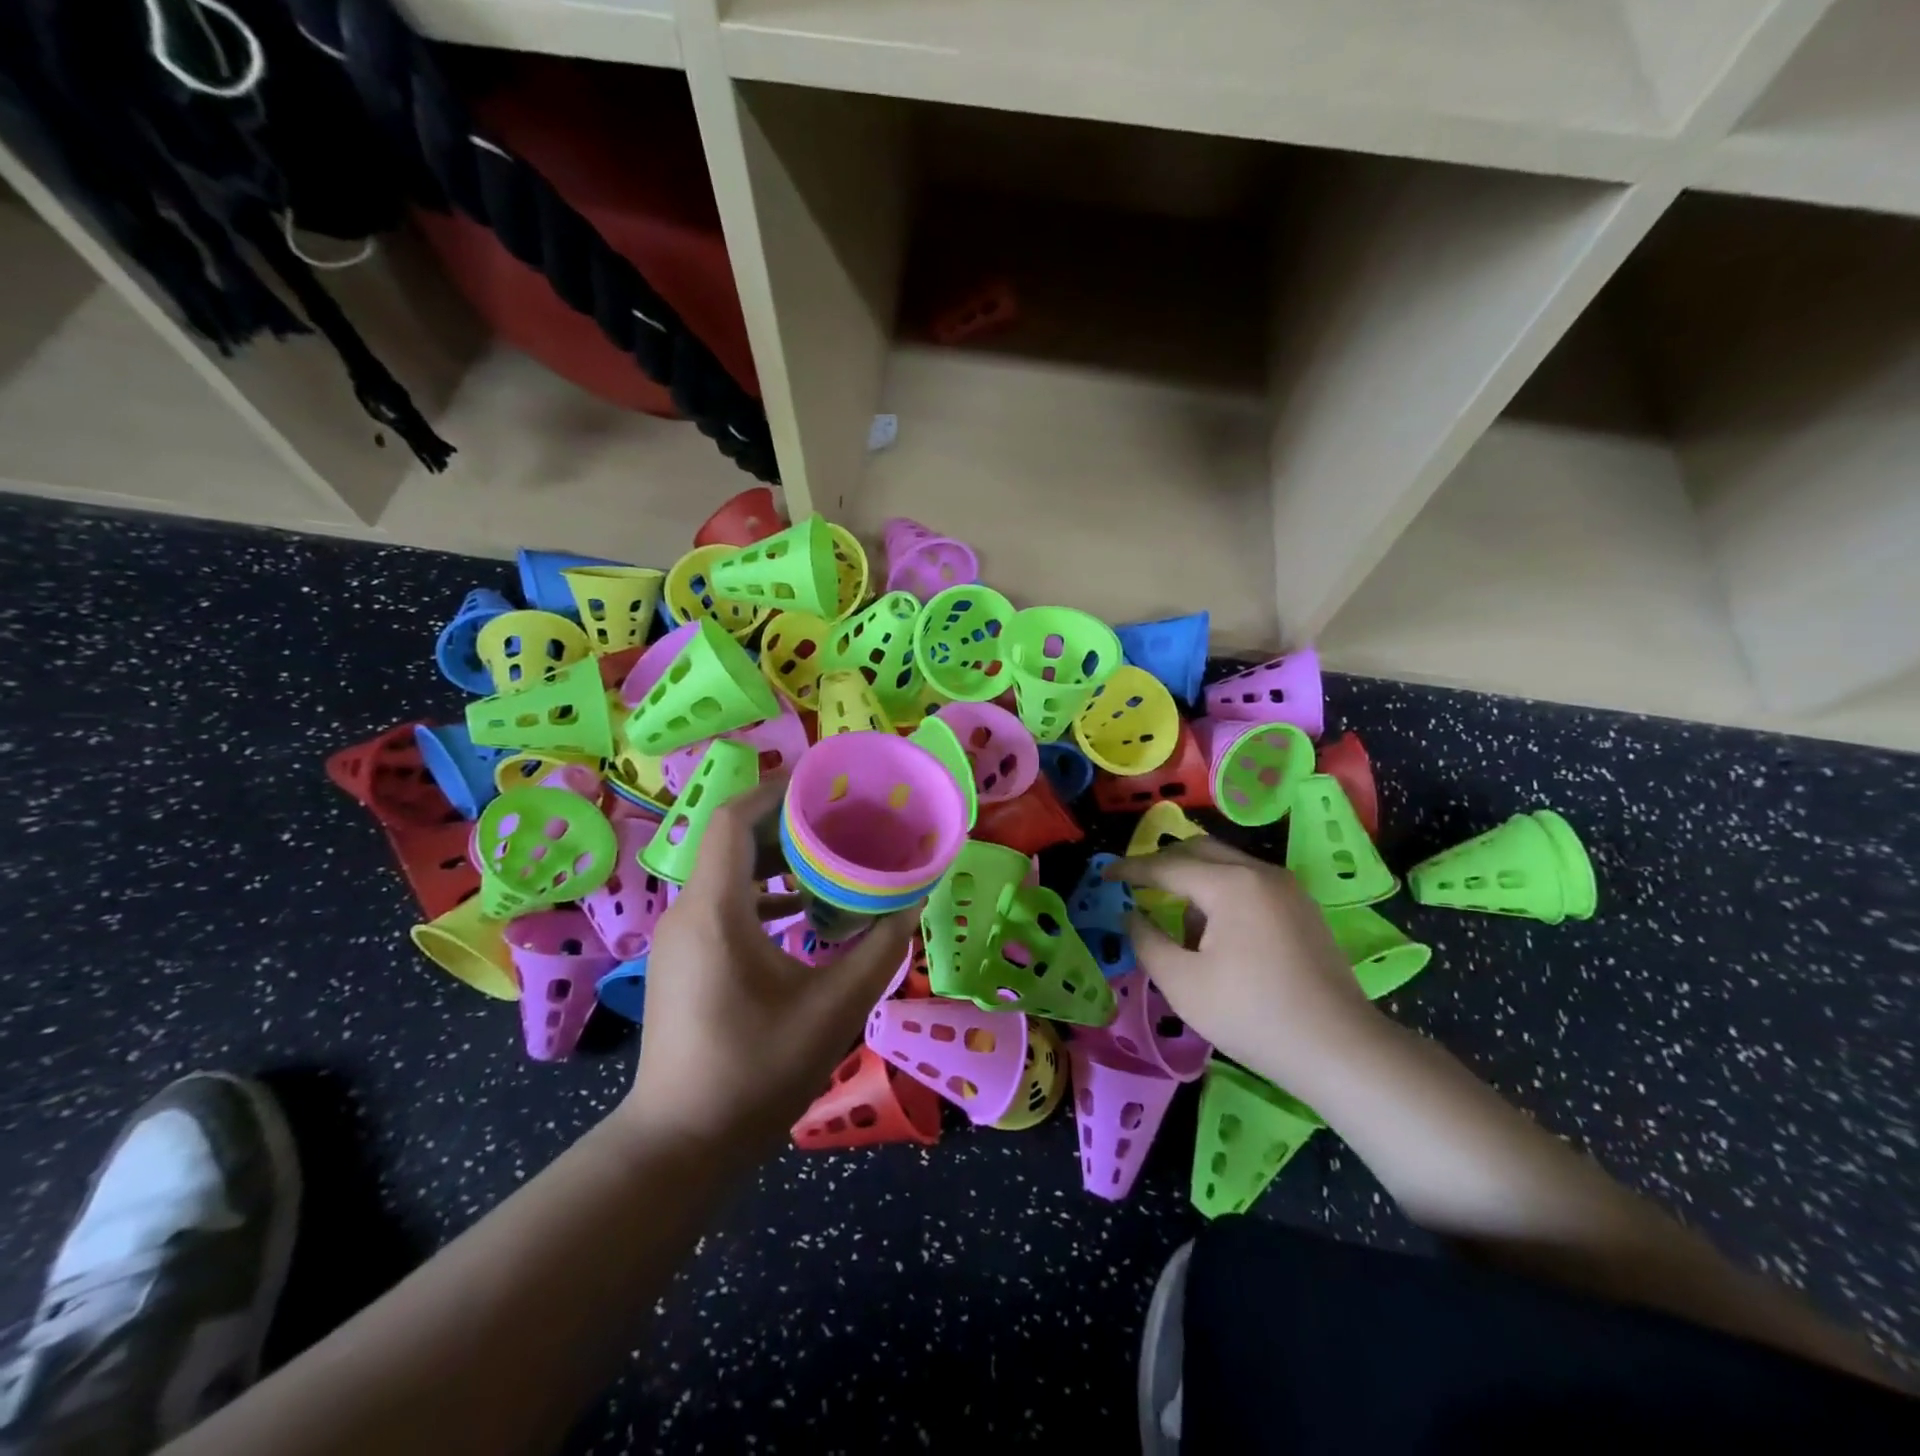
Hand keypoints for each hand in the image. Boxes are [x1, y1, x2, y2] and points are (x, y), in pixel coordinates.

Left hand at [618, 777, 918, 1155]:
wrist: (682, 1145)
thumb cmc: (757, 1071)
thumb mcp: (835, 1007)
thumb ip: (880, 949)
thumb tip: (912, 902)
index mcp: (716, 911)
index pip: (733, 819)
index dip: (777, 790)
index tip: (825, 781)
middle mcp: (689, 912)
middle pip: (732, 839)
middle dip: (785, 819)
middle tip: (841, 814)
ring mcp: (681, 938)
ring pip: (728, 872)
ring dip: (776, 857)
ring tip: (830, 855)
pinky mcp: (685, 961)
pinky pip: (724, 903)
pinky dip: (763, 893)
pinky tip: (803, 910)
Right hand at [1107, 837, 1383, 1096]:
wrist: (1340, 1049)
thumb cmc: (1252, 1015)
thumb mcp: (1182, 984)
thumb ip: (1147, 941)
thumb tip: (1131, 915)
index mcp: (1230, 884)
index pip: (1167, 866)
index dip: (1131, 870)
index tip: (1105, 875)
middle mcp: (1260, 872)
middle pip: (1199, 849)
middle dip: (1163, 863)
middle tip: (1135, 884)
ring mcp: (1288, 888)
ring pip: (1227, 864)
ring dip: (1194, 879)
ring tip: (1176, 920)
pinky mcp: (1303, 908)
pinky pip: (1249, 882)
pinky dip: (1221, 891)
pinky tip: (1216, 932)